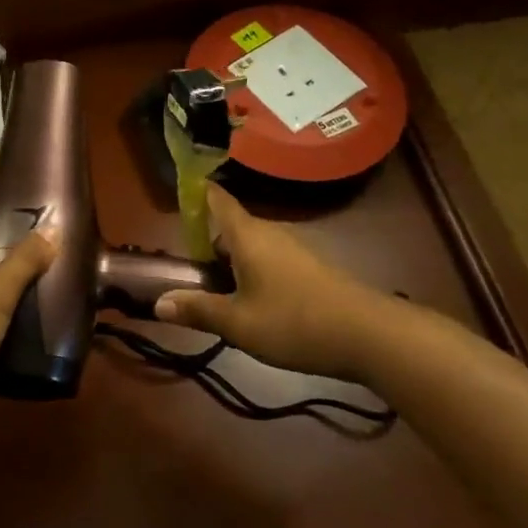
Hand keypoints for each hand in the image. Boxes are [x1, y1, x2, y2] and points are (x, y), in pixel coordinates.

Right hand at [155, 185, 380, 375]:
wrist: (370, 336)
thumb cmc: (294, 321)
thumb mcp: (238, 323)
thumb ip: (198, 310)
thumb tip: (158, 303)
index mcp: (247, 235)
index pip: (217, 199)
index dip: (196, 191)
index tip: (178, 191)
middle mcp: (269, 233)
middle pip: (230, 227)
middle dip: (208, 244)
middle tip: (188, 272)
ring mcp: (293, 249)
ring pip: (251, 246)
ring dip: (231, 263)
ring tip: (216, 294)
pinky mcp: (310, 269)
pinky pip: (269, 260)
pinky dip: (253, 273)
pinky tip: (252, 305)